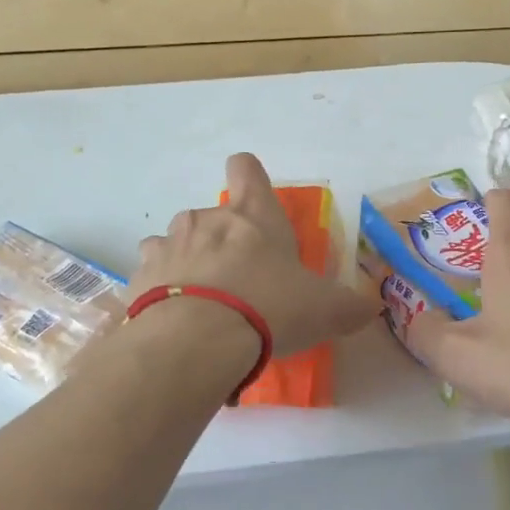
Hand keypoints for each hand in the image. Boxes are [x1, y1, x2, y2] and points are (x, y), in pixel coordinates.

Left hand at [131, 153, 377, 357]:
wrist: (197, 341)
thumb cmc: (269, 308)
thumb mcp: (325, 310)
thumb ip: (350, 306)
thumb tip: (370, 307)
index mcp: (253, 215)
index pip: (246, 168)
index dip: (250, 178)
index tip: (255, 201)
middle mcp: (206, 219)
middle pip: (212, 215)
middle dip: (223, 242)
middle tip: (240, 282)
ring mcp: (167, 245)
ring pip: (176, 243)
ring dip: (188, 264)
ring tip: (203, 303)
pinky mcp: (139, 278)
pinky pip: (151, 277)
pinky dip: (162, 292)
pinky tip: (175, 321)